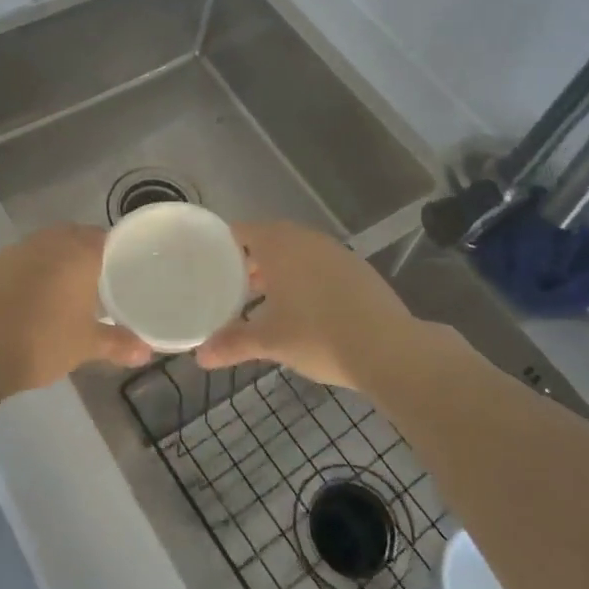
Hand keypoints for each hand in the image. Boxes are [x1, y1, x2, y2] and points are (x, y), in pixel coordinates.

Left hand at [0, 225, 152, 393]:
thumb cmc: (41, 342)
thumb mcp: (85, 346)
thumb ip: (118, 343)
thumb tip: (147, 351)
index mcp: (78, 252)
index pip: (107, 237)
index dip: (119, 251)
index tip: (128, 269)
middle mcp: (49, 242)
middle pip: (77, 236)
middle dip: (89, 253)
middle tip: (102, 281)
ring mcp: (17, 250)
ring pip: (49, 245)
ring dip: (60, 260)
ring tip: (70, 290)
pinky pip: (25, 258)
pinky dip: (35, 270)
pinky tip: (36, 297)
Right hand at [196, 221, 421, 389]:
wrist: (389, 349)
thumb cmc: (317, 335)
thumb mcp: (270, 342)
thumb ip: (232, 344)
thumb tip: (200, 356)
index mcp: (278, 245)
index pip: (240, 232)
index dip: (221, 247)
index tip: (208, 267)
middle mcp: (305, 239)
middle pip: (268, 240)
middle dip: (249, 262)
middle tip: (231, 287)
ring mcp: (335, 252)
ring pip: (296, 253)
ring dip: (279, 271)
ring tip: (264, 301)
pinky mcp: (357, 269)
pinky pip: (319, 265)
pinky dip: (305, 279)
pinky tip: (304, 309)